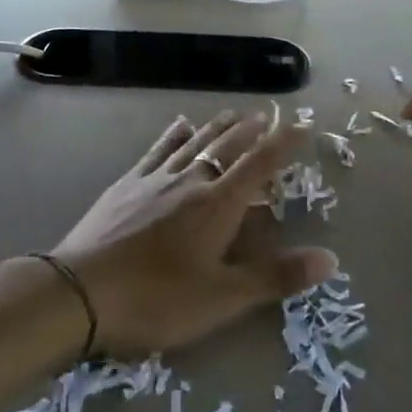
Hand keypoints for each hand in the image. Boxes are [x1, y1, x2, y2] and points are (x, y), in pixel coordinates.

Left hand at [54, 111, 336, 356]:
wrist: (80, 291)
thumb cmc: (156, 299)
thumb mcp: (222, 298)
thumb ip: (275, 277)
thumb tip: (331, 258)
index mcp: (218, 205)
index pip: (259, 164)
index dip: (283, 143)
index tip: (302, 124)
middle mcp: (190, 181)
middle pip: (227, 146)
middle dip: (250, 129)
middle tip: (267, 113)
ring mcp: (155, 179)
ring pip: (194, 142)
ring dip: (216, 126)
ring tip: (231, 112)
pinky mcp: (126, 185)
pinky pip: (157, 150)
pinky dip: (173, 135)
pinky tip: (179, 126)